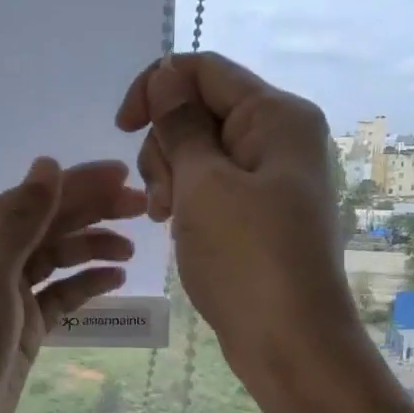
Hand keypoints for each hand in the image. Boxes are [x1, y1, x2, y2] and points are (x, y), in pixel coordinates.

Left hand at [0, 158, 145, 412]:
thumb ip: (23, 217)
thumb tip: (47, 163)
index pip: (31, 199)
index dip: (77, 184)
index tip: (123, 175)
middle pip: (46, 225)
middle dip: (92, 212)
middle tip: (142, 206)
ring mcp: (4, 296)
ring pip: (55, 259)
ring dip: (91, 248)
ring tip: (132, 247)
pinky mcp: (22, 329)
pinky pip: (59, 296)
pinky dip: (85, 285)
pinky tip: (115, 278)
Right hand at [116, 52, 360, 385]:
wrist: (291, 342)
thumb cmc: (247, 258)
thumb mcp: (203, 185)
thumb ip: (180, 125)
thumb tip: (166, 75)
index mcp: (276, 115)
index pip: (204, 70)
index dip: (156, 88)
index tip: (122, 127)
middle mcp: (280, 136)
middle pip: (201, 110)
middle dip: (166, 144)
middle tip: (162, 196)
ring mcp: (272, 177)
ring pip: (201, 151)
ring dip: (172, 176)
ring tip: (166, 218)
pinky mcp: (262, 211)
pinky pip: (214, 185)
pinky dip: (188, 199)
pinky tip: (175, 226)